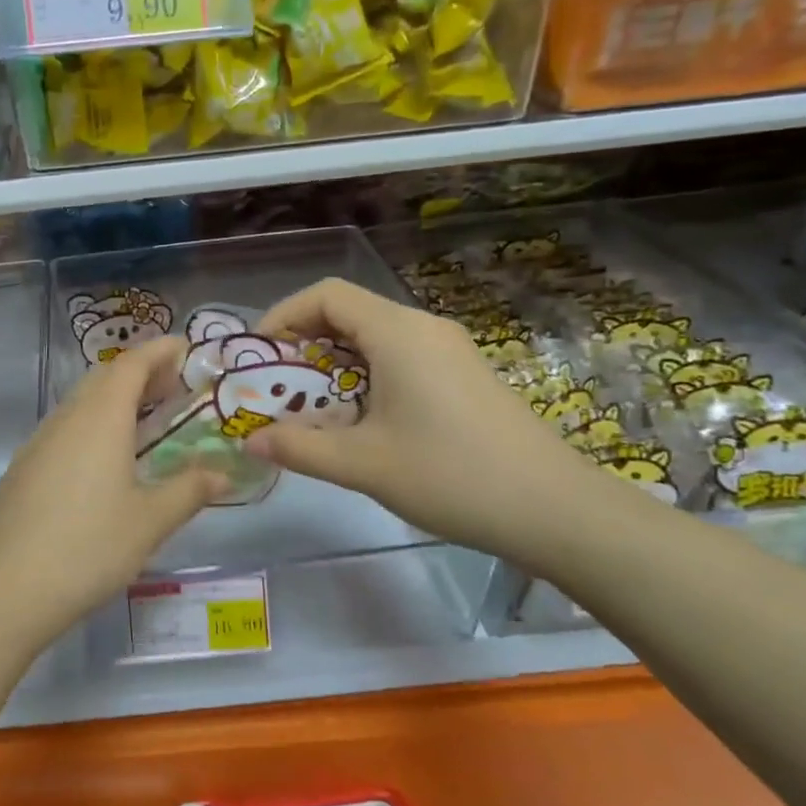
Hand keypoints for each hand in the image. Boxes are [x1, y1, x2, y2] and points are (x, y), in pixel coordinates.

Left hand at [0, 337, 226, 634]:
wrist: (3, 590)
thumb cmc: (87, 548)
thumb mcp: (150, 522)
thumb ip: (189, 490)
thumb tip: (221, 473)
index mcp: (99, 418)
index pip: (132, 363)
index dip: (160, 350)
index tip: (187, 348)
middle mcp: (66, 419)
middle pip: (104, 377)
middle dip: (140, 372)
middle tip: (174, 387)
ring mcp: (38, 443)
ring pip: (81, 403)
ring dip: (114, 399)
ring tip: (145, 421)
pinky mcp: (23, 469)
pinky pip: (64, 429)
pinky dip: (93, 425)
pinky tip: (105, 460)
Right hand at [247, 279, 604, 559]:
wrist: (555, 510)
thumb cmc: (451, 476)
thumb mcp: (363, 464)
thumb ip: (299, 448)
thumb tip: (249, 442)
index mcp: (398, 333)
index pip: (327, 295)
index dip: (284, 315)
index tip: (259, 355)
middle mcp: (423, 328)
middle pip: (349, 312)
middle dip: (304, 343)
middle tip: (277, 386)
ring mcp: (449, 350)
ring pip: (375, 337)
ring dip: (334, 363)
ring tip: (310, 406)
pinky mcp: (463, 374)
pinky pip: (400, 356)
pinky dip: (365, 374)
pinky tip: (360, 418)